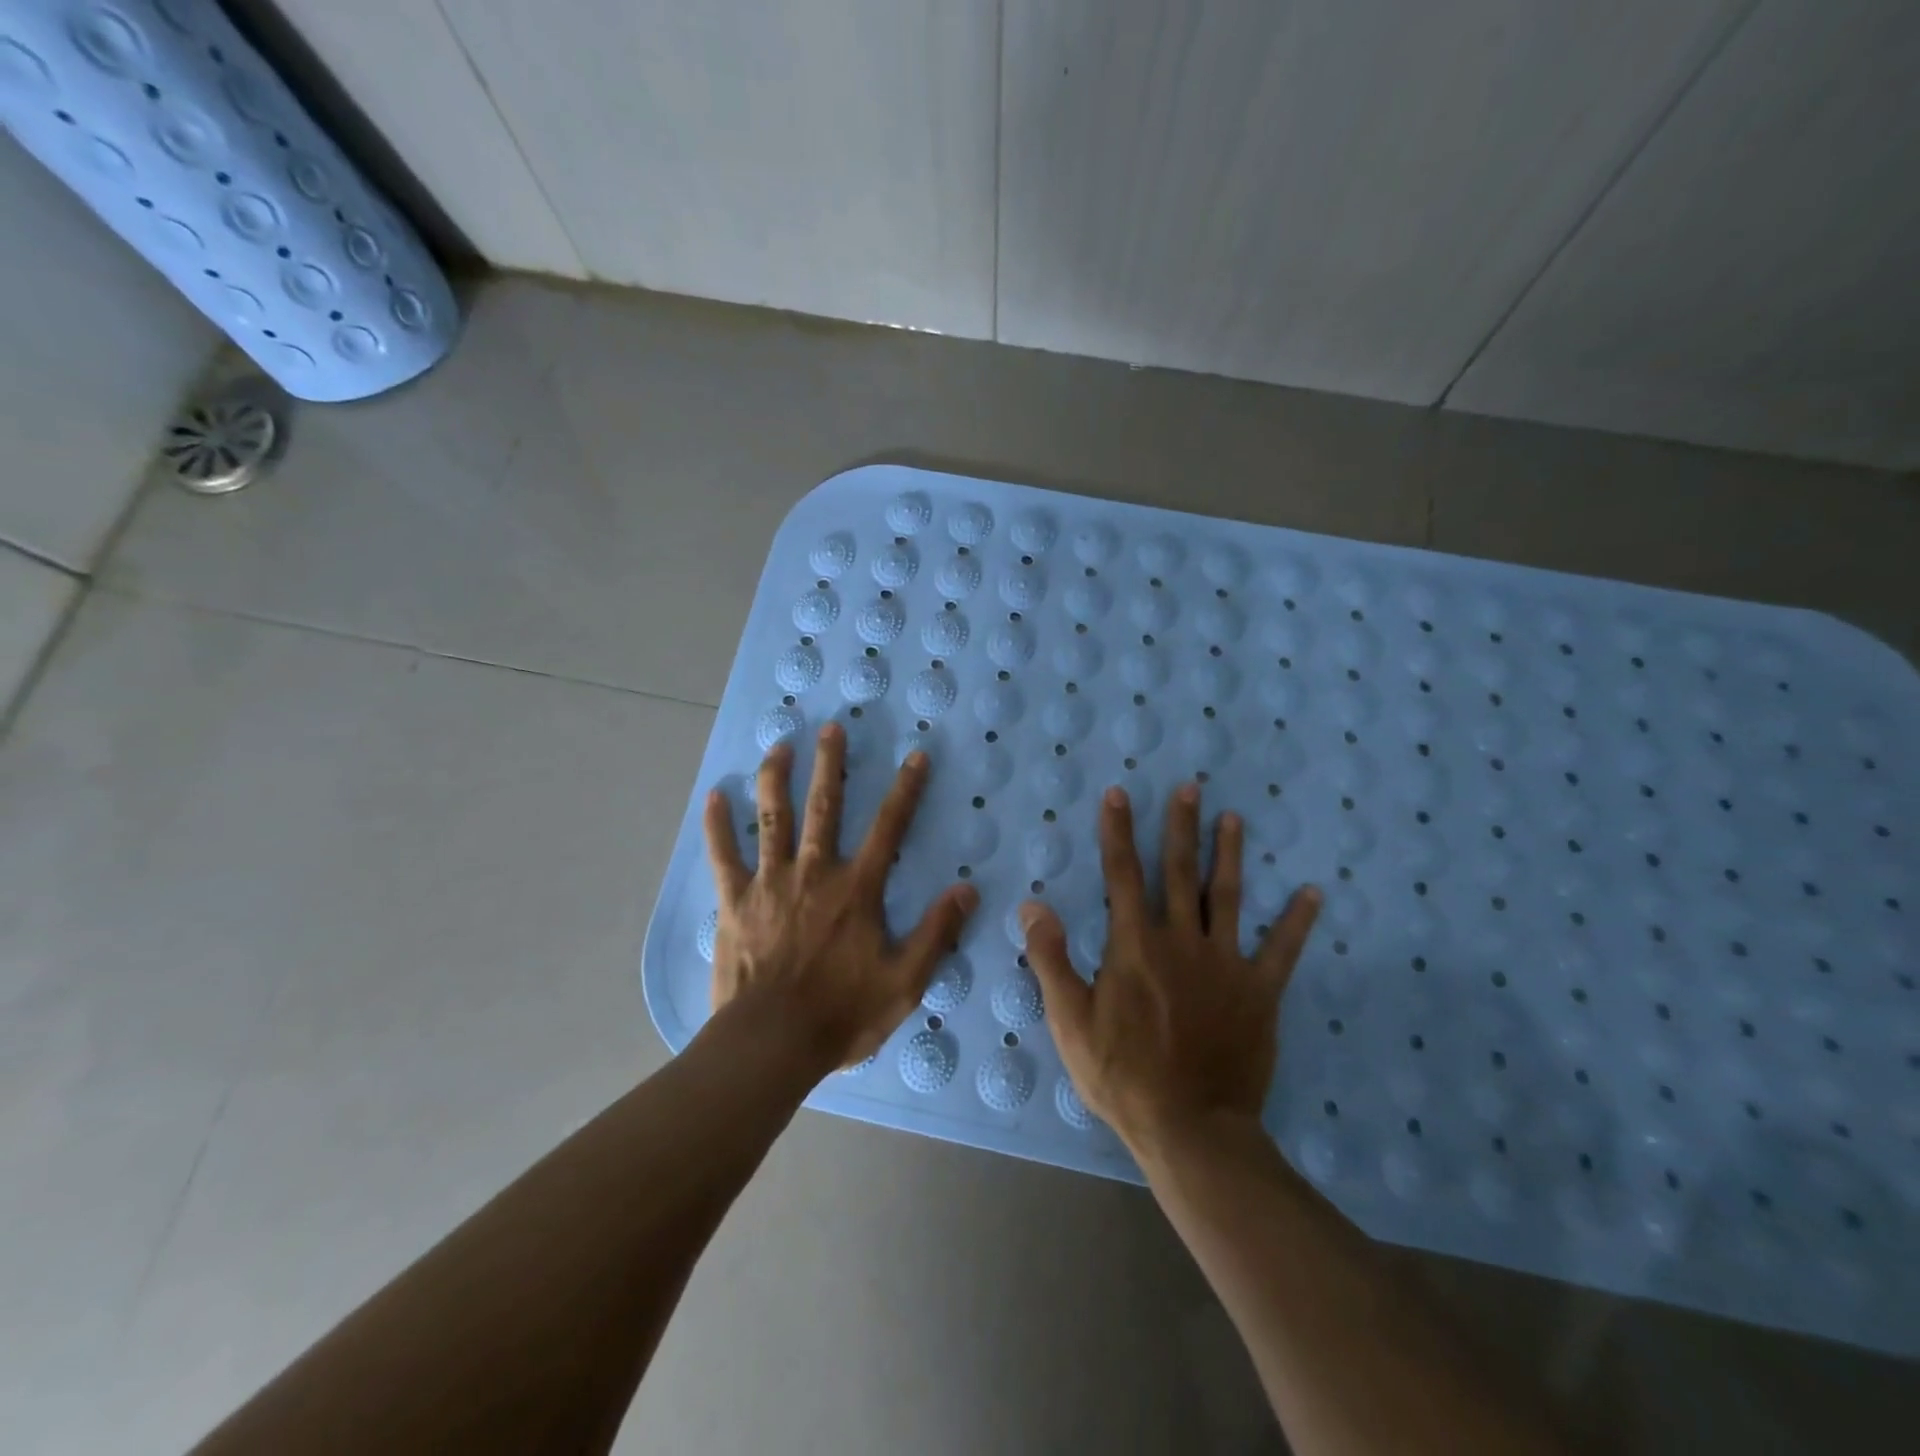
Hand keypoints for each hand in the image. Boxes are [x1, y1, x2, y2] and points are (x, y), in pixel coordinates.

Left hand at [703, 724, 977, 1071]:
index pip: (889, 827)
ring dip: (777, 778)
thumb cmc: (842, 1014)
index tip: (916, 756)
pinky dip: (718, 826)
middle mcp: (815, 872)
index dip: (905, 790)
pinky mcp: (734, 902)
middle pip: (825, 807)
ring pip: (773, 819)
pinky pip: (723, 856)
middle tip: (831, 728)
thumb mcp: (905, 982)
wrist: (771, 1043)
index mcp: (857, 889)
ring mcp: (770, 883)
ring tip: (779, 745)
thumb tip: (967, 889)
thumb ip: (937, 932)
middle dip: (830, 764)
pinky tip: (714, 796)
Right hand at [1021, 783, 1320, 1153]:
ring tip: (1233, 818)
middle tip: (1190, 788)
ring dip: (1229, 854)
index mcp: (1135, 945)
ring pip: (1228, 896)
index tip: (1119, 794)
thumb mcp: (1070, 1020)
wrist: (1191, 1127)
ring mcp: (1225, 963)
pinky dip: (1296, 920)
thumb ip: (1051, 959)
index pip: (1121, 874)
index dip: (1117, 832)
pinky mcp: (1259, 991)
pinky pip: (1281, 949)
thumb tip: (1035, 905)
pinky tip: (1311, 893)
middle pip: (1180, 872)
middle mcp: (1181, 940)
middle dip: (1181, 827)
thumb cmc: (1123, 1074)